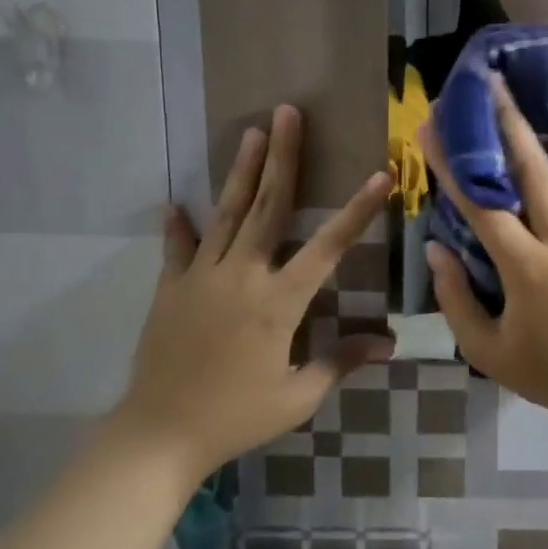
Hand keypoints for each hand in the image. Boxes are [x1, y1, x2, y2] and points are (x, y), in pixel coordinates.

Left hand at [117, 105, 392, 473]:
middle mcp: (243, 276)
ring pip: (226, 215)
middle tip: (287, 113)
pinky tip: (173, 203)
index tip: (379, 174)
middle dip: (283, 157)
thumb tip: (389, 343)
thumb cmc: (236, 417)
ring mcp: (202, 278)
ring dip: (241, 172)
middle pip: (268, 207)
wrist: (158, 435)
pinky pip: (178, 250)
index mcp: (279, 302)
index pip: (328, 247)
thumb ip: (341, 361)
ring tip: (250, 132)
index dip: (357, 211)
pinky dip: (177, 227)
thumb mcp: (298, 396)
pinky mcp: (171, 289)